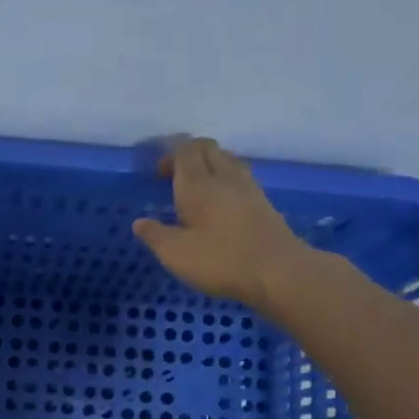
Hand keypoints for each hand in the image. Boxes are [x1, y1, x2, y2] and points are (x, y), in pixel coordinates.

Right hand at [132, 137, 310, 303]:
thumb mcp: (176, 254)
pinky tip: (220, 201)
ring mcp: (248, 187)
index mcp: (198, 185)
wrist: (278, 271)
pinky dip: (226, 179)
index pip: (185, 150)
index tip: (158, 174)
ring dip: (209, 164)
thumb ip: (155, 236)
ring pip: (227, 159)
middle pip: (208, 147)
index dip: (170, 154)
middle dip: (189, 154)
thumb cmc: (221, 261)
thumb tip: (139, 223)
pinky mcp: (263, 202)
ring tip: (197, 186)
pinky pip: (240, 176)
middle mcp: (224, 177)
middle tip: (174, 176)